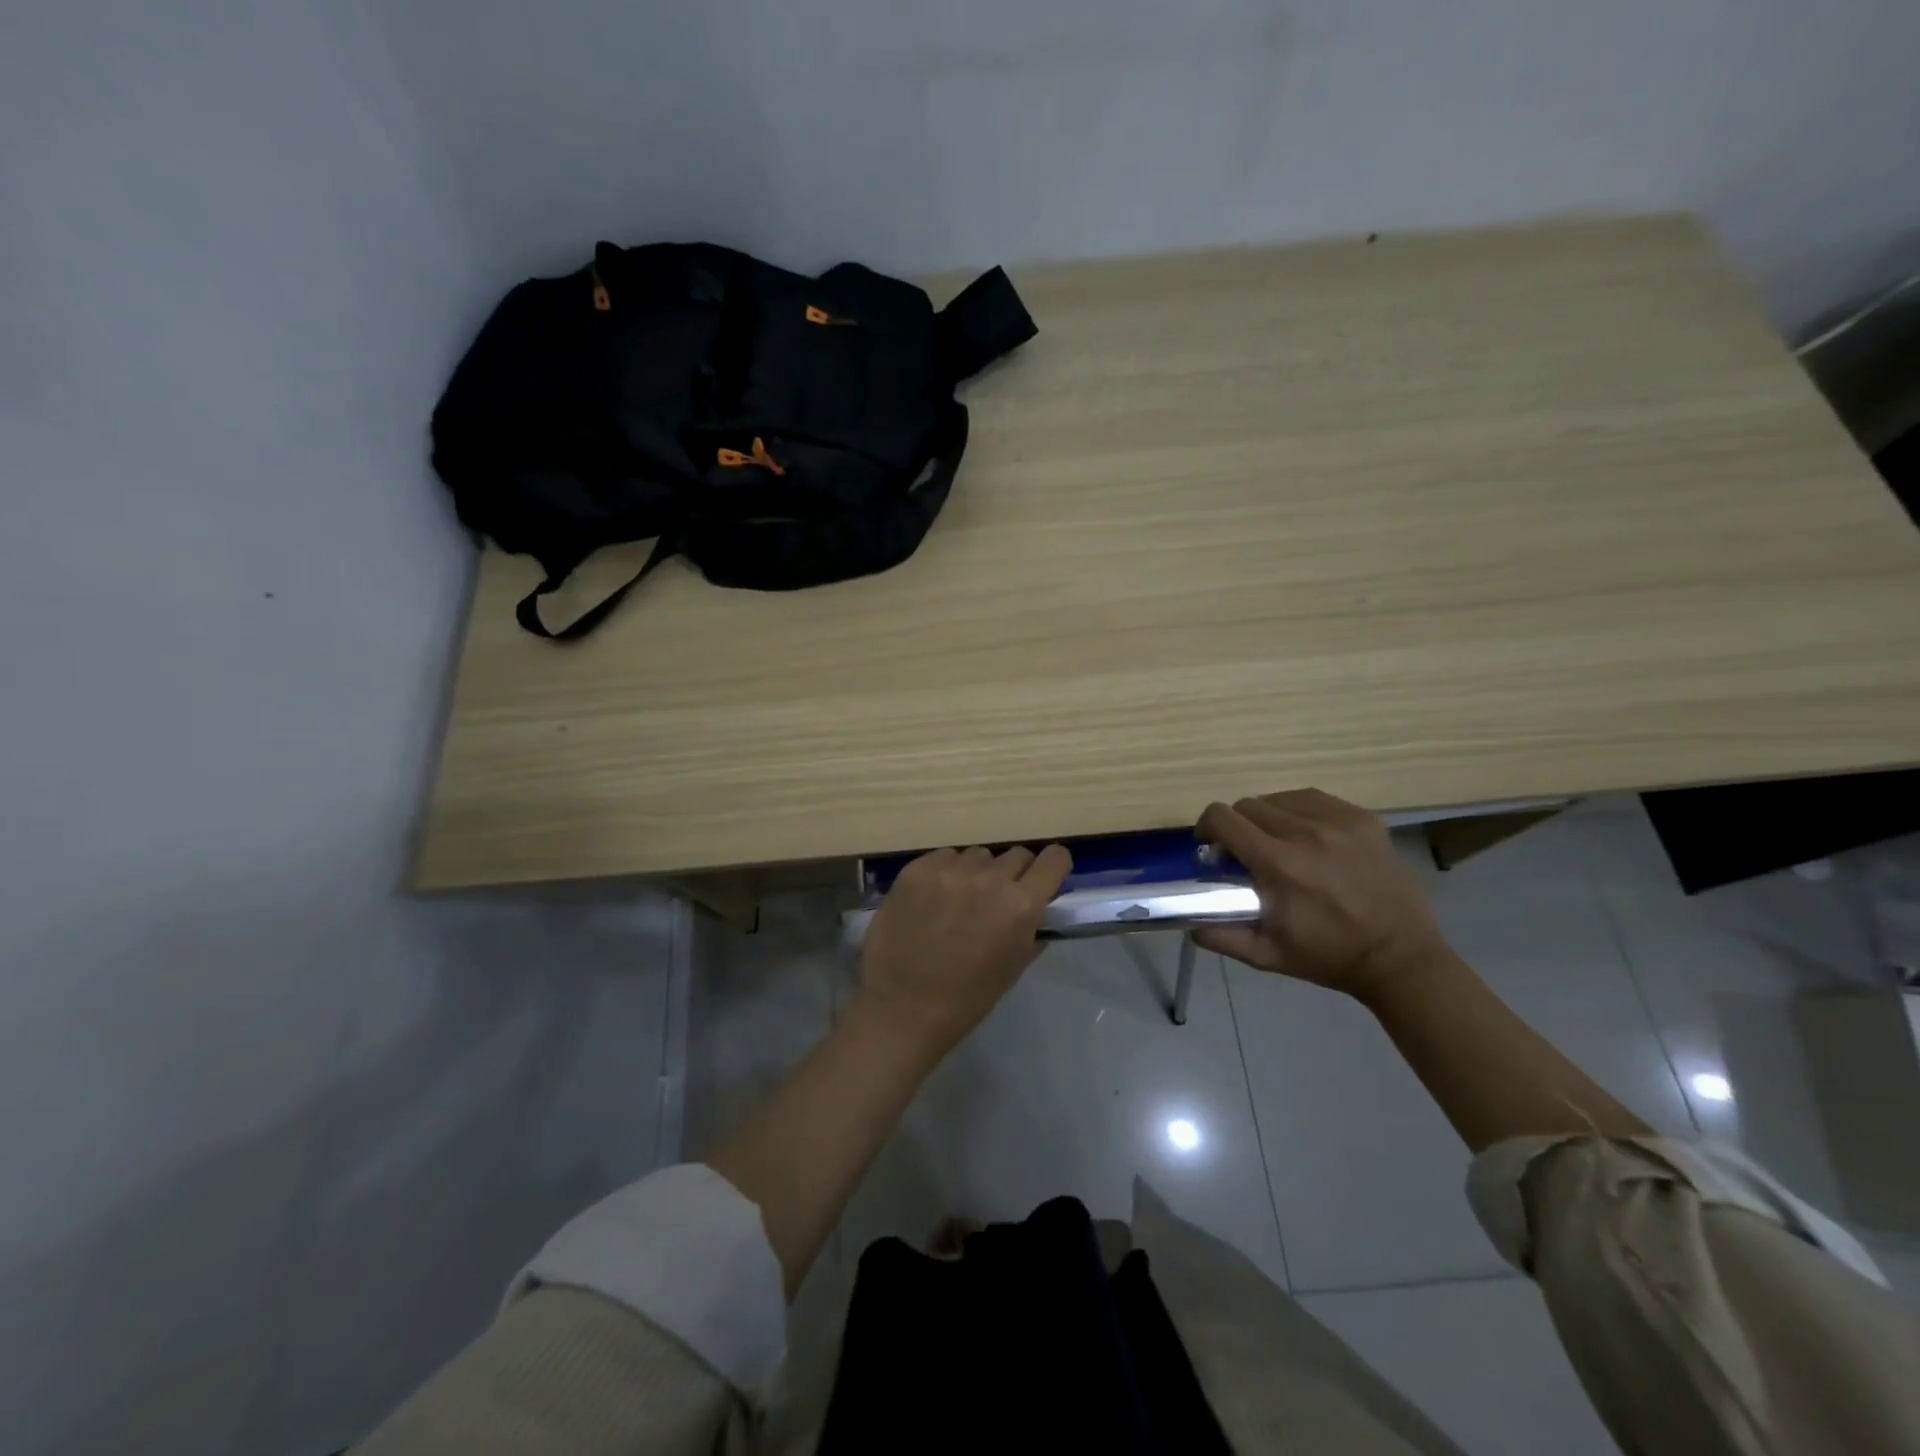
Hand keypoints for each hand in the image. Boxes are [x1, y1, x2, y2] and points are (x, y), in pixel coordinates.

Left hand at [856, 844, 1072, 1060]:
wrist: (903, 1007)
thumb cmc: (966, 997)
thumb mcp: (1013, 967)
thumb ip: (1031, 929)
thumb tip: (1038, 908)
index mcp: (1021, 904)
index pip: (1055, 858)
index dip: (1052, 867)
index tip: (1044, 878)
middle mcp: (990, 877)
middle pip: (1016, 854)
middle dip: (1013, 874)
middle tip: (996, 899)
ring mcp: (950, 870)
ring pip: (978, 855)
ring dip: (977, 872)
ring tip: (959, 901)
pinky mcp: (917, 869)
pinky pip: (943, 857)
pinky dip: (944, 873)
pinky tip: (931, 900)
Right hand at [1194, 789, 1447, 1001]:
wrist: (1400, 958)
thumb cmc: (1328, 957)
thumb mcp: (1266, 956)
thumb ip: (1220, 936)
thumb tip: (1188, 921)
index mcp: (1279, 864)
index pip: (1223, 818)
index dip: (1207, 827)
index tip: (1211, 847)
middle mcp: (1306, 833)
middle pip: (1249, 805)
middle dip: (1237, 826)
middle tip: (1246, 852)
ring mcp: (1340, 822)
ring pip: (1280, 799)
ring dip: (1269, 817)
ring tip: (1278, 841)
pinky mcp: (1364, 819)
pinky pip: (1315, 799)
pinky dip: (1300, 811)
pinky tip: (1307, 833)